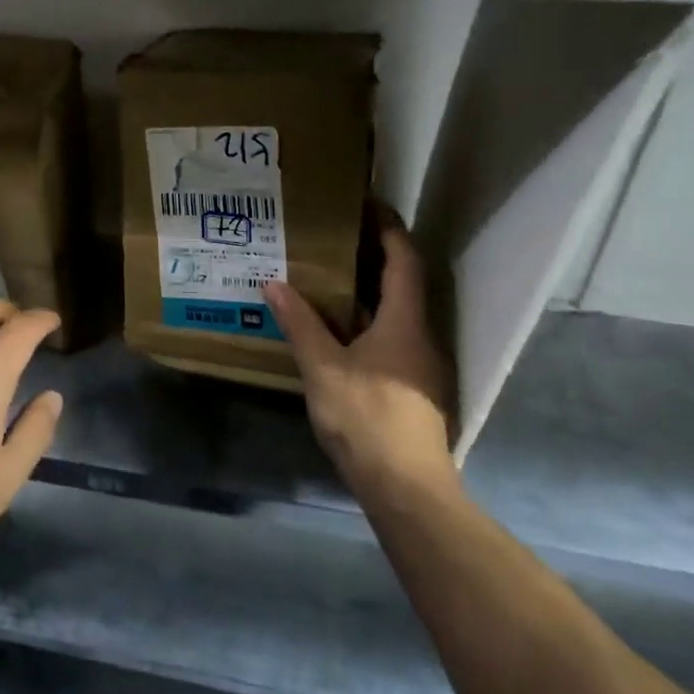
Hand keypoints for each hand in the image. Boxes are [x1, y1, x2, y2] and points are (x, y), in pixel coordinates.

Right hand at [264, 211, 456, 495]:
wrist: (405, 489)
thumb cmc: (367, 418)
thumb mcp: (323, 367)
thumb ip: (300, 323)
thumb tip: (273, 283)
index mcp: (405, 323)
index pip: (403, 260)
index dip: (388, 229)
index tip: (366, 204)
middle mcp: (419, 336)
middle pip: (402, 284)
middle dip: (372, 256)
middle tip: (333, 236)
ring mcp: (418, 365)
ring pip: (394, 313)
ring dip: (366, 291)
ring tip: (326, 277)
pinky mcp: (410, 387)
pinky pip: (388, 337)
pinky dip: (364, 321)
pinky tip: (334, 329)